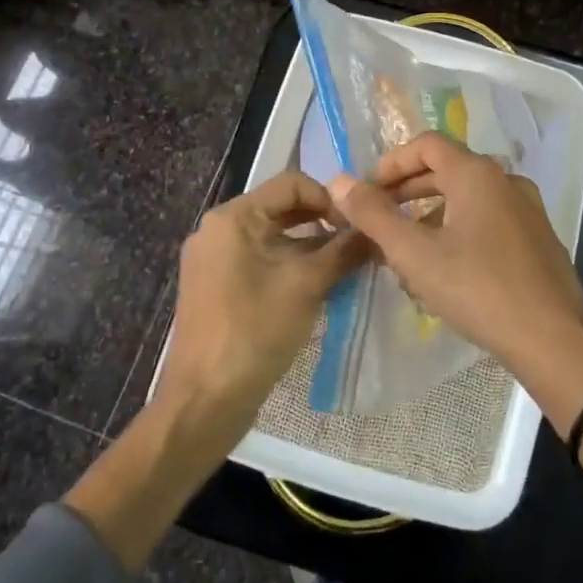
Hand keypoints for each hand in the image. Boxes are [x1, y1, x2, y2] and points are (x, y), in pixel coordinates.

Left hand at [159, 171, 369, 426]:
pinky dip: (289, 265)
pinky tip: (318, 286)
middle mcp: (218, 230)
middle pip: (280, 209)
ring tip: (346, 266)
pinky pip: (259, 261)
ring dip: (309, 246)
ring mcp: (214, 260)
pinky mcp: (217, 287)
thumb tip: (376, 231)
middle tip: (358, 243)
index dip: (329, 198)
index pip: (291, 184)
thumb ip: (344, 251)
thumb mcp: (307, 285)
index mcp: (232, 217)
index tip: (359, 224)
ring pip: (272, 238)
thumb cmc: (255, 331)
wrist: (205, 399)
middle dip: (322, 223)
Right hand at [325, 133, 582, 422]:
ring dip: (431, 215)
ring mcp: (527, 209)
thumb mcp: (415, 254)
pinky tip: (446, 271)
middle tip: (380, 219)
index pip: (427, 144)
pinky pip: (488, 220)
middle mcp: (506, 181)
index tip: (368, 191)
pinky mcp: (538, 238)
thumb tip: (339, 182)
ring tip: (407, 252)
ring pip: (467, 198)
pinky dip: (459, 230)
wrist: (554, 340)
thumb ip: (374, 215)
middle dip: (408, 191)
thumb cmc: (478, 289)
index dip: (392, 163)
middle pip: (447, 169)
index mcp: (477, 174)